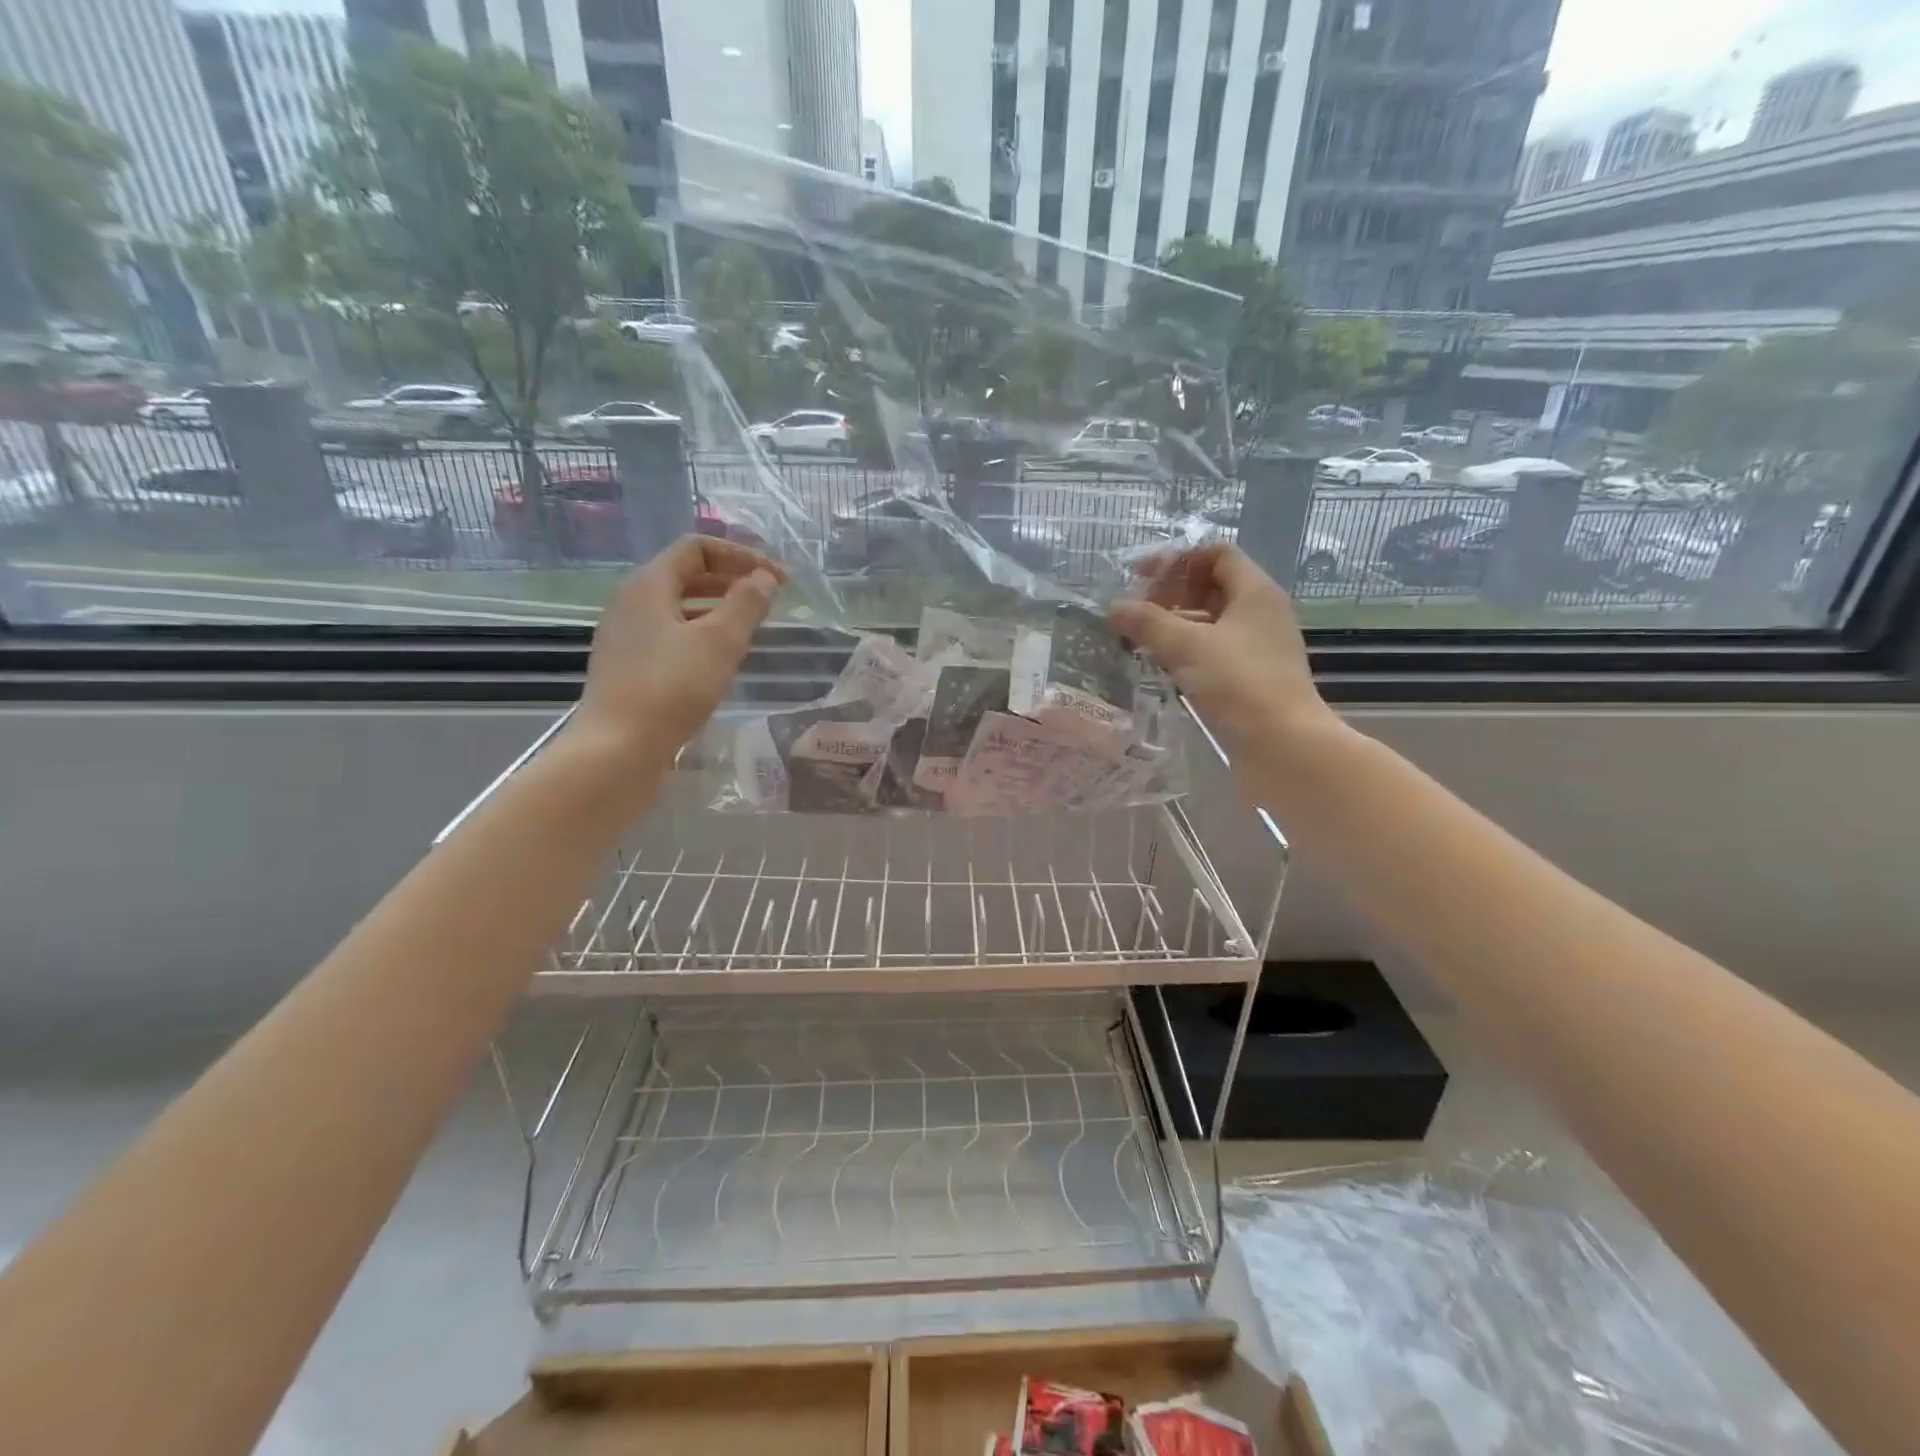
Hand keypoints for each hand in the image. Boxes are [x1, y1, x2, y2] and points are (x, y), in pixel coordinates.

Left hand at [571, 536, 784, 770]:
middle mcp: (631, 602)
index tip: (777, 580)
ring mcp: (626, 636)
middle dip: (731, 580)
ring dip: (718, 608)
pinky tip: (720, 660)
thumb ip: (747, 604)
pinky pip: (670, 635)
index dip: (741, 556)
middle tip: (769, 600)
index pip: (697, 548)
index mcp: (648, 585)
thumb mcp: (720, 642)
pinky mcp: (628, 667)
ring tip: (750, 628)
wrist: (617, 749)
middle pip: (686, 574)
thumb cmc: (672, 688)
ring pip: (679, 607)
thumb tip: (765, 578)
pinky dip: (700, 634)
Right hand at [1108, 543, 1340, 778]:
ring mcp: (1259, 647)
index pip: (1217, 554)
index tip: (1141, 578)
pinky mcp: (1252, 678)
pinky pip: (1215, 651)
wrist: (1283, 746)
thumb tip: (1114, 608)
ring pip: (1212, 622)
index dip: (1178, 559)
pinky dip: (1188, 652)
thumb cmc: (1238, 683)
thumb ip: (1147, 623)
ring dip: (1177, 624)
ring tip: (1141, 640)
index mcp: (1255, 592)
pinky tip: (1163, 667)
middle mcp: (1262, 613)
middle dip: (1172, 593)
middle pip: (1213, 586)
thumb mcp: (1185, 646)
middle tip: (1138, 612)